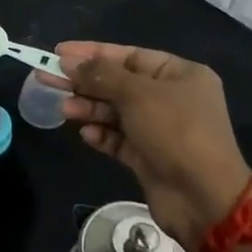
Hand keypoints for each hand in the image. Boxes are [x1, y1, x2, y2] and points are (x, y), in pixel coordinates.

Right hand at [42, 43, 251, 251]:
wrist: (204, 198)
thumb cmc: (176, 132)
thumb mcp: (138, 95)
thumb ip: (101, 76)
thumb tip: (69, 62)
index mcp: (180, 74)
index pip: (129, 55)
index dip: (93, 53)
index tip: (59, 52)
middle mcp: (172, 98)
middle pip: (119, 83)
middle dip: (85, 82)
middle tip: (47, 79)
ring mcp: (161, 129)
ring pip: (116, 112)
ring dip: (89, 109)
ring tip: (65, 110)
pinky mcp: (149, 157)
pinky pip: (119, 139)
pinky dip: (102, 135)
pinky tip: (87, 135)